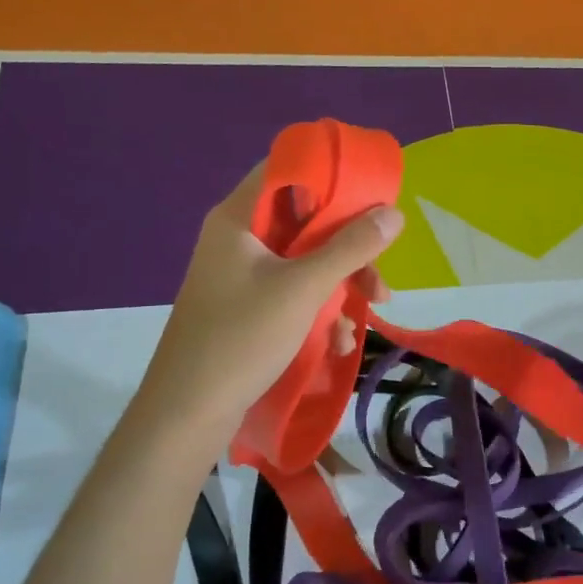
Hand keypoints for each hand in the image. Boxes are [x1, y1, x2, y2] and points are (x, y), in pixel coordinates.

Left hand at [132, 161, 403, 442]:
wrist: (188, 412)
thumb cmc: (242, 337)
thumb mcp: (304, 288)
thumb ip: (351, 247)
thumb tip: (394, 213)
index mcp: (238, 219)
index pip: (286, 171)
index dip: (330, 175)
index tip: (370, 195)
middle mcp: (238, 240)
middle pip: (303, 222)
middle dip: (347, 248)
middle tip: (377, 273)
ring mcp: (241, 276)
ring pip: (304, 262)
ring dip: (340, 285)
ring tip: (365, 317)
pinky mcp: (247, 309)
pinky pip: (292, 293)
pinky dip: (318, 310)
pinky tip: (337, 342)